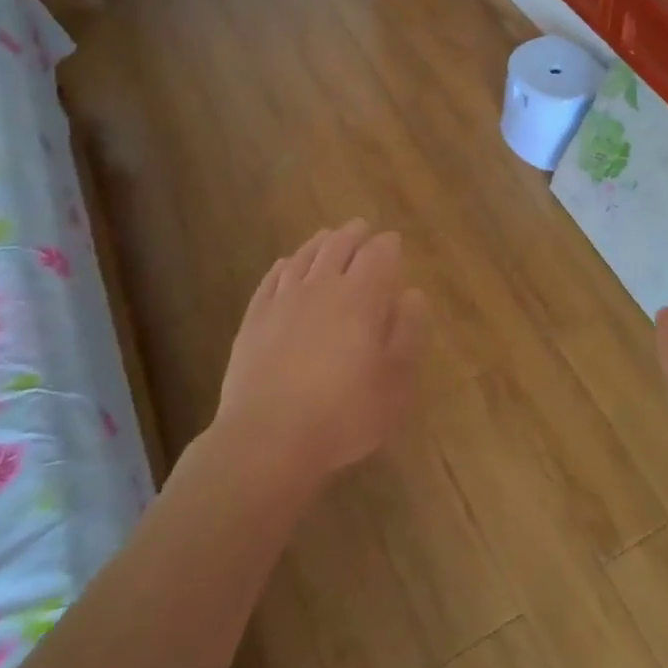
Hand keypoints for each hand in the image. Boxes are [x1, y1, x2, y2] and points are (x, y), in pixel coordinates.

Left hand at [208, 219, 426, 491]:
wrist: (268, 439)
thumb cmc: (345, 413)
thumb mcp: (395, 381)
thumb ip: (407, 332)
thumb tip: (412, 294)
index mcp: (362, 297)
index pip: (379, 254)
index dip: (388, 245)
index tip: (394, 242)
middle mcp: (322, 287)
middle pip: (339, 246)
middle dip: (355, 234)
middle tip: (362, 228)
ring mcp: (283, 300)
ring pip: (304, 256)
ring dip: (320, 242)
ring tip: (328, 236)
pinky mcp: (254, 319)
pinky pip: (272, 278)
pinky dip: (285, 265)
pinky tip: (286, 265)